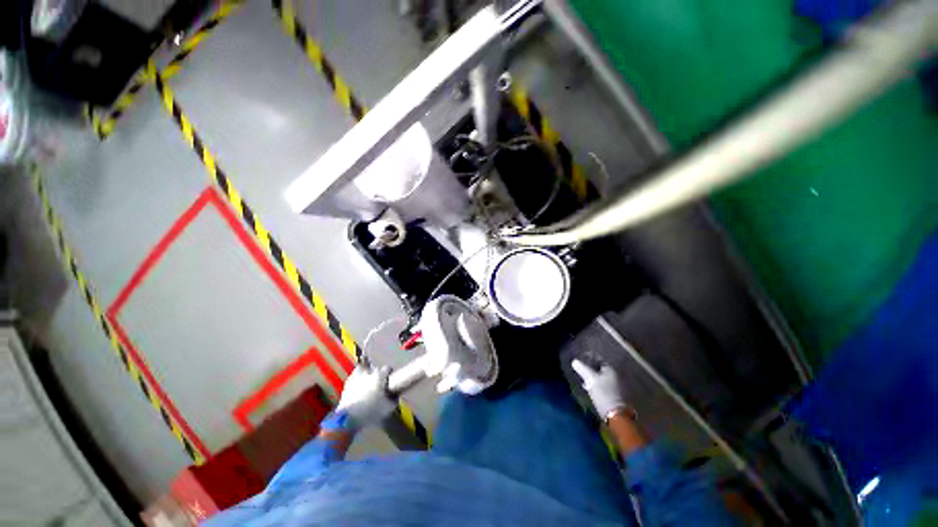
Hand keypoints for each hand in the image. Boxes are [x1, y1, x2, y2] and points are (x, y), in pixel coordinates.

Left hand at [336, 366, 396, 430]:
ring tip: (366, 376)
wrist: (349, 419)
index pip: (387, 368)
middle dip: (378, 373)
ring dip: (364, 371)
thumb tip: (395, 396)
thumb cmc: (371, 412)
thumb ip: (394, 400)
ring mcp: (356, 378)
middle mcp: (368, 374)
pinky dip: (355, 378)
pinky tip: (356, 383)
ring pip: (361, 368)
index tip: (390, 377)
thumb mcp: (388, 408)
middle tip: (379, 381)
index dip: (389, 372)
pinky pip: (352, 376)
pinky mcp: (347, 384)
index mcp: (380, 377)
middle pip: (375, 368)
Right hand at [571, 359, 625, 419]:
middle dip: (590, 369)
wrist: (617, 416)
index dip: (589, 358)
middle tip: (580, 370)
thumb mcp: (590, 379)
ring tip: (583, 380)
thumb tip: (574, 361)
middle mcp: (616, 376)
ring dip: (593, 378)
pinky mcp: (615, 396)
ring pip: (602, 378)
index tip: (580, 360)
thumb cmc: (604, 394)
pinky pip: (604, 386)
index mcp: (611, 370)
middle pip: (600, 369)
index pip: (598, 359)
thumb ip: (582, 368)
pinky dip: (597, 385)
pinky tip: (590, 389)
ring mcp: (617, 387)